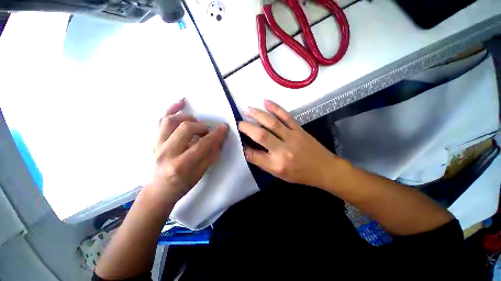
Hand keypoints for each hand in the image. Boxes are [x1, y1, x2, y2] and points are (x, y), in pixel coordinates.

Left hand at [146, 98, 228, 202]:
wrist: (161, 188)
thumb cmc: (184, 183)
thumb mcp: (201, 172)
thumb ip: (211, 154)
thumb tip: (220, 139)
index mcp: (181, 164)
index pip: (202, 144)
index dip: (216, 134)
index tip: (224, 127)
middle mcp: (167, 152)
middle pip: (186, 128)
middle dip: (202, 127)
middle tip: (207, 132)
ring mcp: (157, 144)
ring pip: (171, 121)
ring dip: (188, 118)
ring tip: (196, 122)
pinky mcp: (154, 140)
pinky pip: (160, 120)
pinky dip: (171, 108)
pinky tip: (181, 101)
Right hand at [238, 100, 339, 188]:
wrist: (324, 169)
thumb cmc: (300, 174)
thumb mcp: (279, 174)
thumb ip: (263, 162)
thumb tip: (249, 150)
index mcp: (277, 165)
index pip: (253, 155)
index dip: (243, 147)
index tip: (237, 139)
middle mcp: (283, 151)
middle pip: (261, 135)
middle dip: (247, 127)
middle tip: (238, 122)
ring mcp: (292, 137)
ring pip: (272, 123)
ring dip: (258, 114)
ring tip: (247, 109)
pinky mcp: (299, 129)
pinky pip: (286, 116)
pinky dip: (275, 108)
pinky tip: (266, 102)